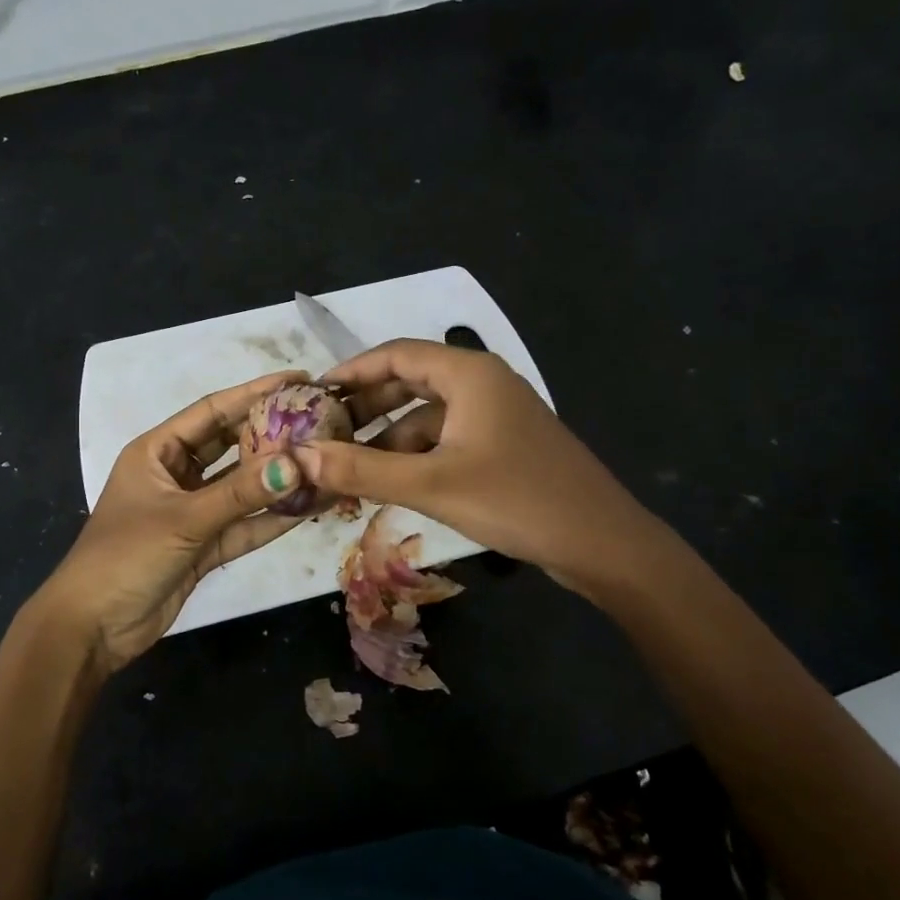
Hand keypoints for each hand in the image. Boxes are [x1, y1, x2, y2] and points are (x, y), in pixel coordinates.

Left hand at [34, 371, 309, 674]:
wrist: (92, 627)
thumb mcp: (183, 519)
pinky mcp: (203, 547)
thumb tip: (298, 464)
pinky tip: (310, 507)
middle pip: (231, 445)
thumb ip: (240, 493)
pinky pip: (243, 525)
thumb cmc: (125, 556)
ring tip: (325, 462)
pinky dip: (271, 519)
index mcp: (157, 451)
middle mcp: (176, 475)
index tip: (298, 379)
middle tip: (320, 420)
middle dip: (272, 434)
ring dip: (278, 480)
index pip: (212, 410)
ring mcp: (191, 512)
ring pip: (242, 488)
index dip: (254, 392)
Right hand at [297, 340, 667, 593]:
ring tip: (348, 467)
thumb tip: (297, 457)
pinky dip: (415, 455)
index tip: (312, 394)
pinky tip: (391, 483)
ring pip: (427, 415)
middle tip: (323, 433)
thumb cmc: (516, 500)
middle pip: (409, 382)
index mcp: (468, 373)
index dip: (350, 371)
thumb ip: (361, 469)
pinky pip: (446, 439)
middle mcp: (483, 383)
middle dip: (365, 407)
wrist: (602, 544)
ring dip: (388, 437)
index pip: (395, 354)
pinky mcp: (504, 446)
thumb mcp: (431, 485)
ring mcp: (496, 416)